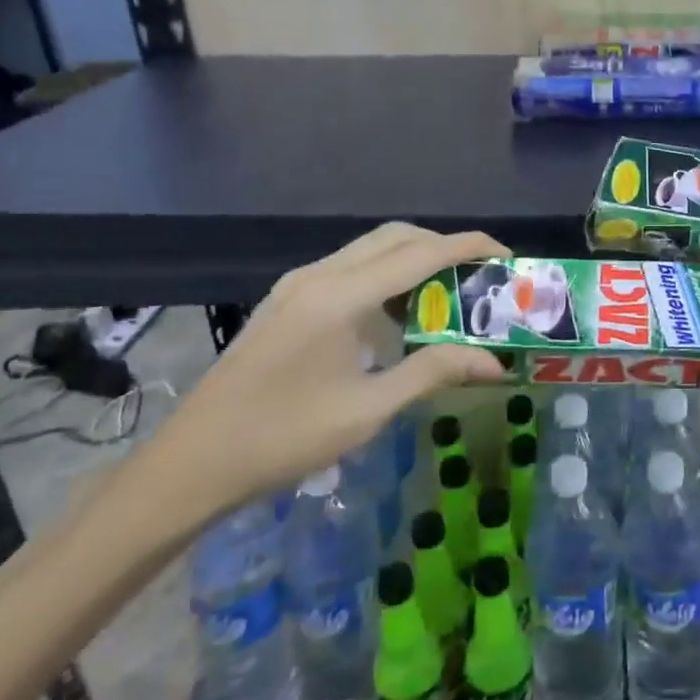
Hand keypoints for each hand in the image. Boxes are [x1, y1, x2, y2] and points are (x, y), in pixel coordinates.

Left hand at [145, 223, 505, 523]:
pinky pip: (350, 267)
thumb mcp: (368, 410)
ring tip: (447, 295)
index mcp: (341, 296)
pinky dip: (386, 275)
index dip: (469, 246)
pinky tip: (398, 315)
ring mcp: (298, 284)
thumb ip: (433, 372)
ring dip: (414, 259)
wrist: (192, 463)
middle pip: (396, 237)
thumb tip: (495, 362)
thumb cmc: (284, 438)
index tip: (506, 256)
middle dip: (444, 246)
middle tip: (479, 277)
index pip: (420, 253)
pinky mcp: (288, 299)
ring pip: (371, 248)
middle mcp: (320, 274)